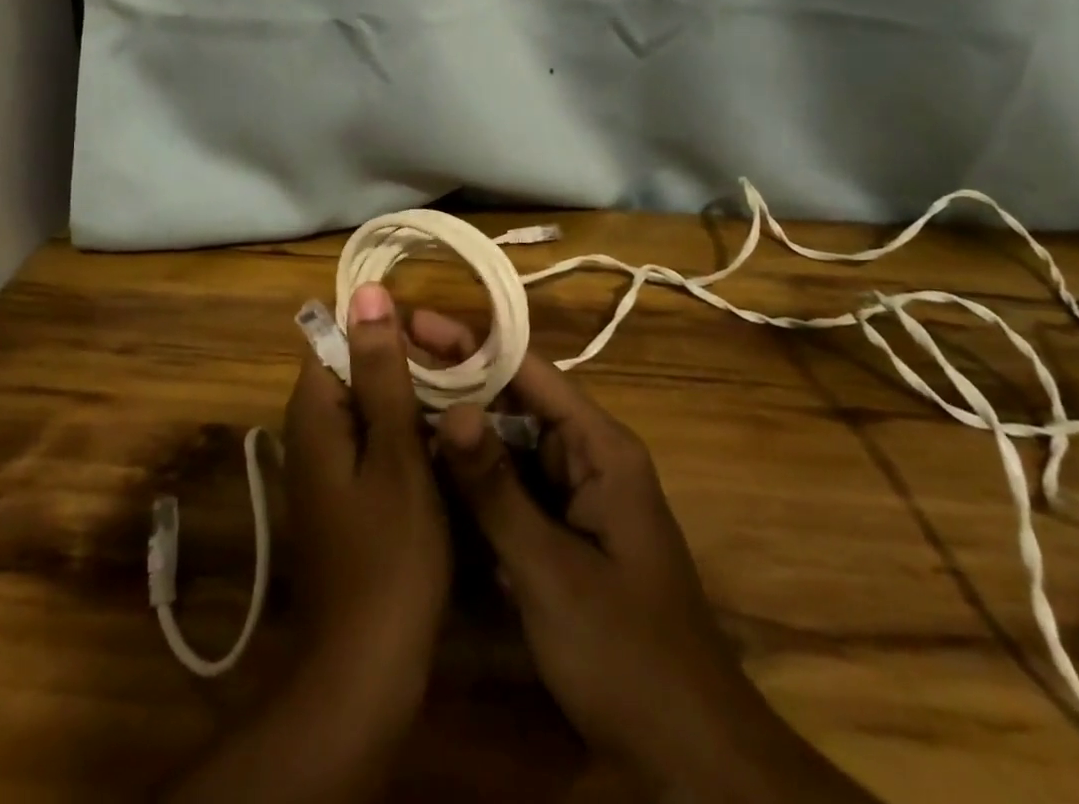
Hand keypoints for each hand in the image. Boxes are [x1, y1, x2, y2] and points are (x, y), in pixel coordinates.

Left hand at [284, 281, 450, 705]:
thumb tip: (368, 292)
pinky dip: (408, 433)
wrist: (364, 672)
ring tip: (467, 399)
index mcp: (314, 410)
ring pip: (371, 405)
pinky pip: (375, 440)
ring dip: (413, 399)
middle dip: (407, 363)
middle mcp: (310, 428)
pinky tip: (448, 442)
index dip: (387, 327)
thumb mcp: (394, 453)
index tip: (439, 336)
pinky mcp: (345, 492)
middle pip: (356, 367)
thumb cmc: (388, 557)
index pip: (339, 334)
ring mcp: (327, 463)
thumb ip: (382, 371)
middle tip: (465, 371)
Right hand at [413, 310, 876, 801]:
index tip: (414, 321)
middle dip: (455, 384)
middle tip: (389, 364)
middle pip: (513, 402)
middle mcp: (587, 457)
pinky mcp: (560, 531)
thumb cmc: (626, 653)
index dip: (470, 342)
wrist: (689, 756)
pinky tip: (423, 471)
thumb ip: (496, 489)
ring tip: (393, 406)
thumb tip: (450, 409)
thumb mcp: (551, 570)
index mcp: (600, 448)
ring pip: (507, 445)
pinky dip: (471, 478)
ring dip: (457, 431)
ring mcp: (573, 495)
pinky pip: (509, 488)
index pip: (528, 371)